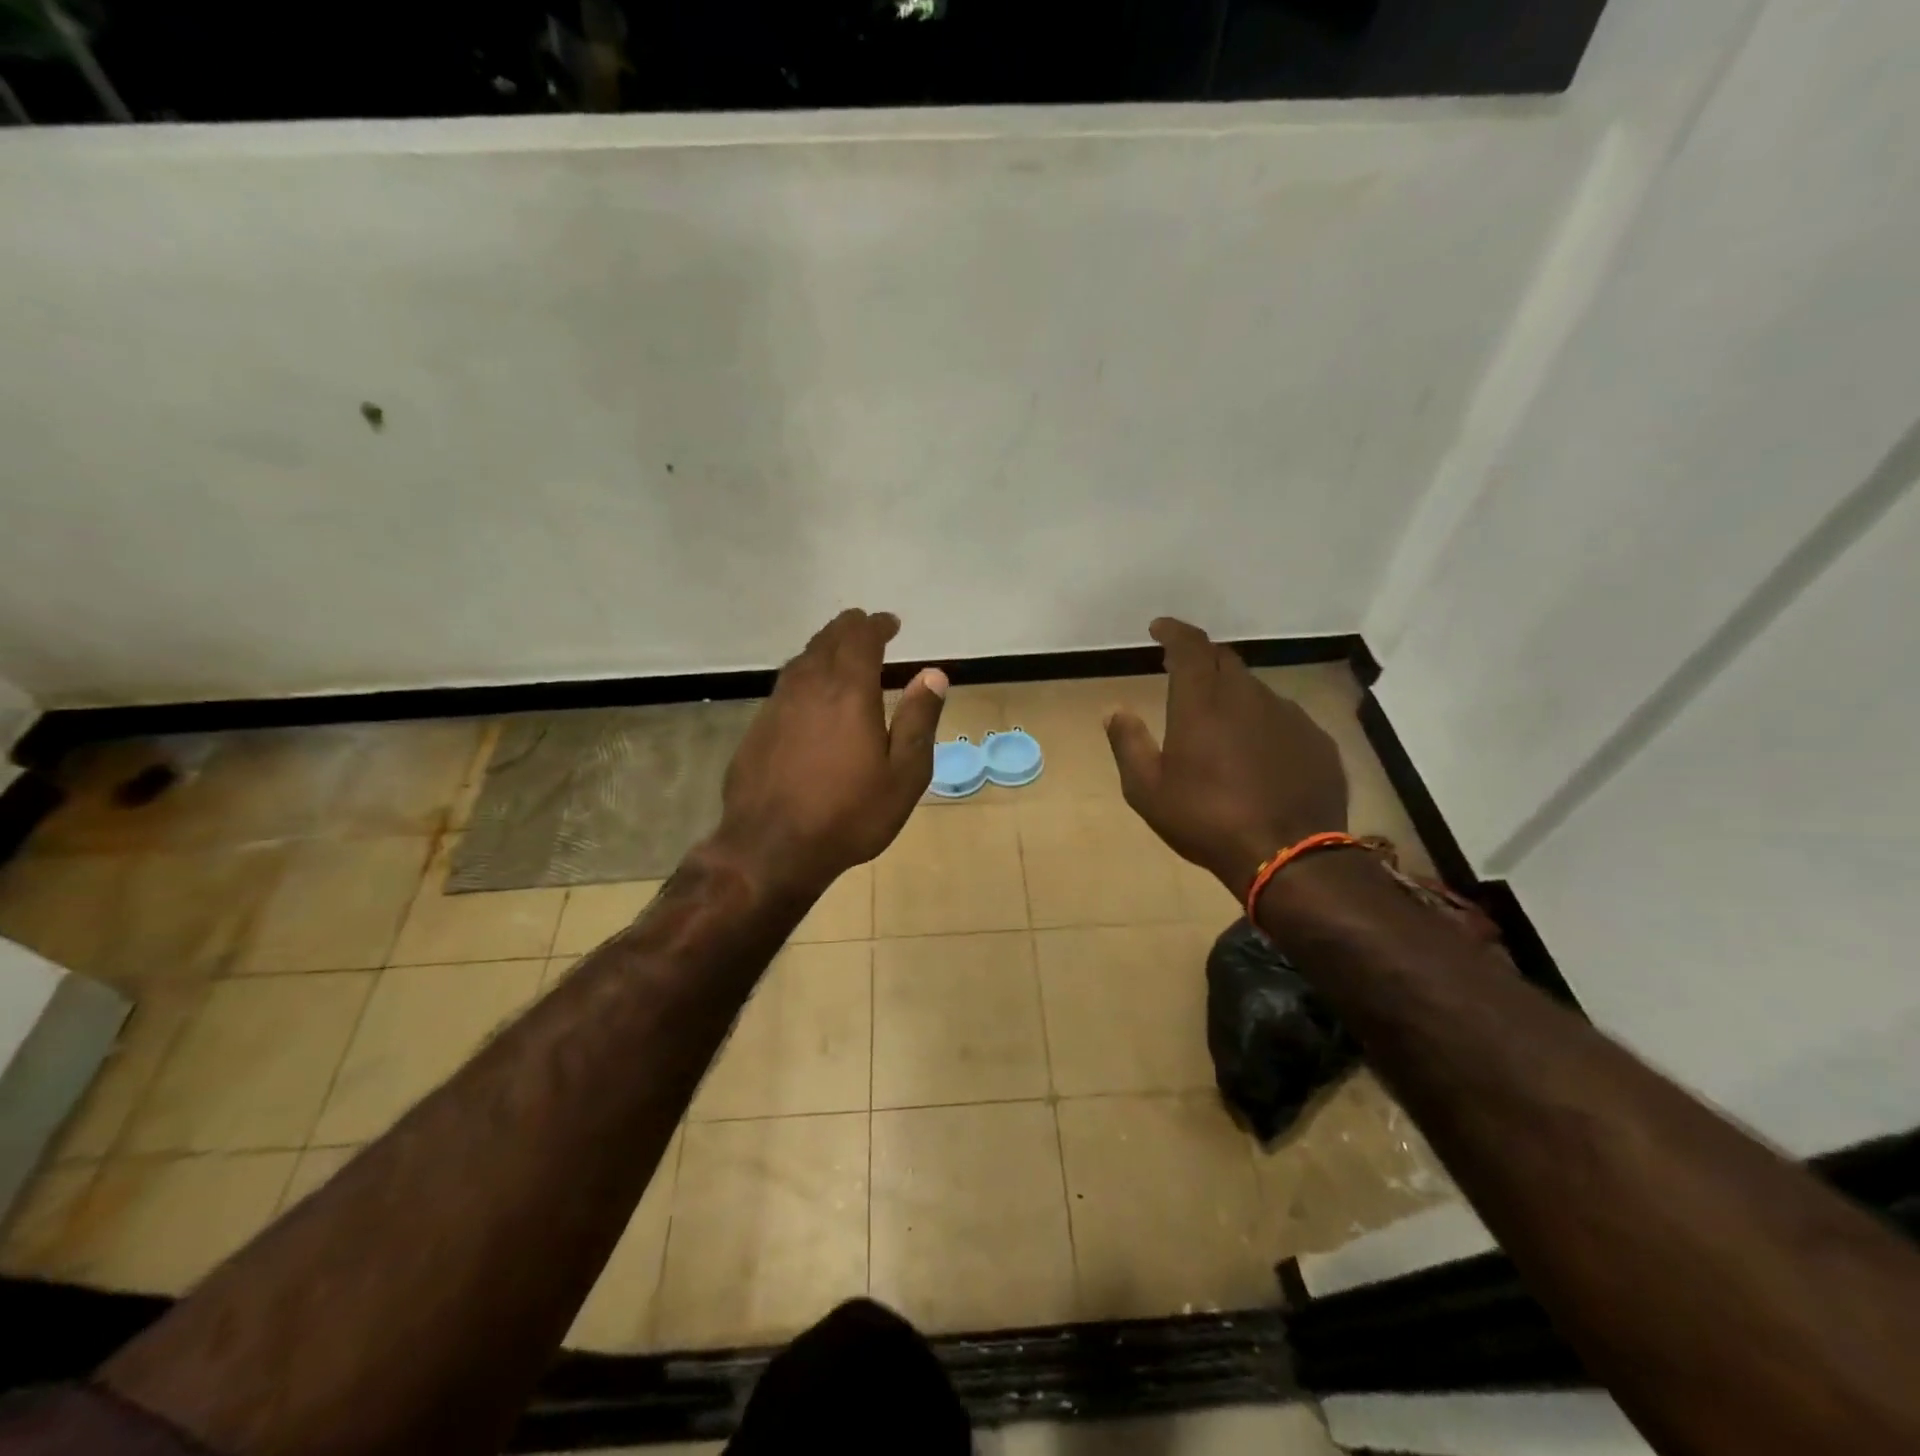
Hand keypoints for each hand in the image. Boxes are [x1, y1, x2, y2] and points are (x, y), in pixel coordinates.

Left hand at [709, 609, 946, 900]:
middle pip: (827, 640)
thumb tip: (933, 674)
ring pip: (801, 660)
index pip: (861, 638)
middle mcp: (809, 687)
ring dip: (824, 649)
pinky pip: (785, 686)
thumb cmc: (849, 815)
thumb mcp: (903, 775)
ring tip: (840, 655)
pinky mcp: (757, 728)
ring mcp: (777, 706)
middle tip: (867, 630)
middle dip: (849, 629)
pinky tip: (810, 696)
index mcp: (849, 692)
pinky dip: (804, 676)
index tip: (891, 624)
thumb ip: (918, 721)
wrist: (771, 849)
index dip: (877, 625)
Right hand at [1104, 618, 1347, 902]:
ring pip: (1255, 690)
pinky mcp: (1317, 740)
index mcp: (1203, 702)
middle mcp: (1248, 696)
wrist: (1288, 857)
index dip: (1174, 631)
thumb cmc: (1206, 820)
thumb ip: (1128, 744)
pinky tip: (1258, 755)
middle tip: (1184, 674)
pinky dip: (1263, 724)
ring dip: (1233, 695)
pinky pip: (1283, 719)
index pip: (1190, 646)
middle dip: (1202, 660)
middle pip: (1225, 661)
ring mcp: (1289, 716)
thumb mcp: (1147, 790)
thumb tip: (1114, 710)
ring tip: (1221, 725)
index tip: (1159, 628)